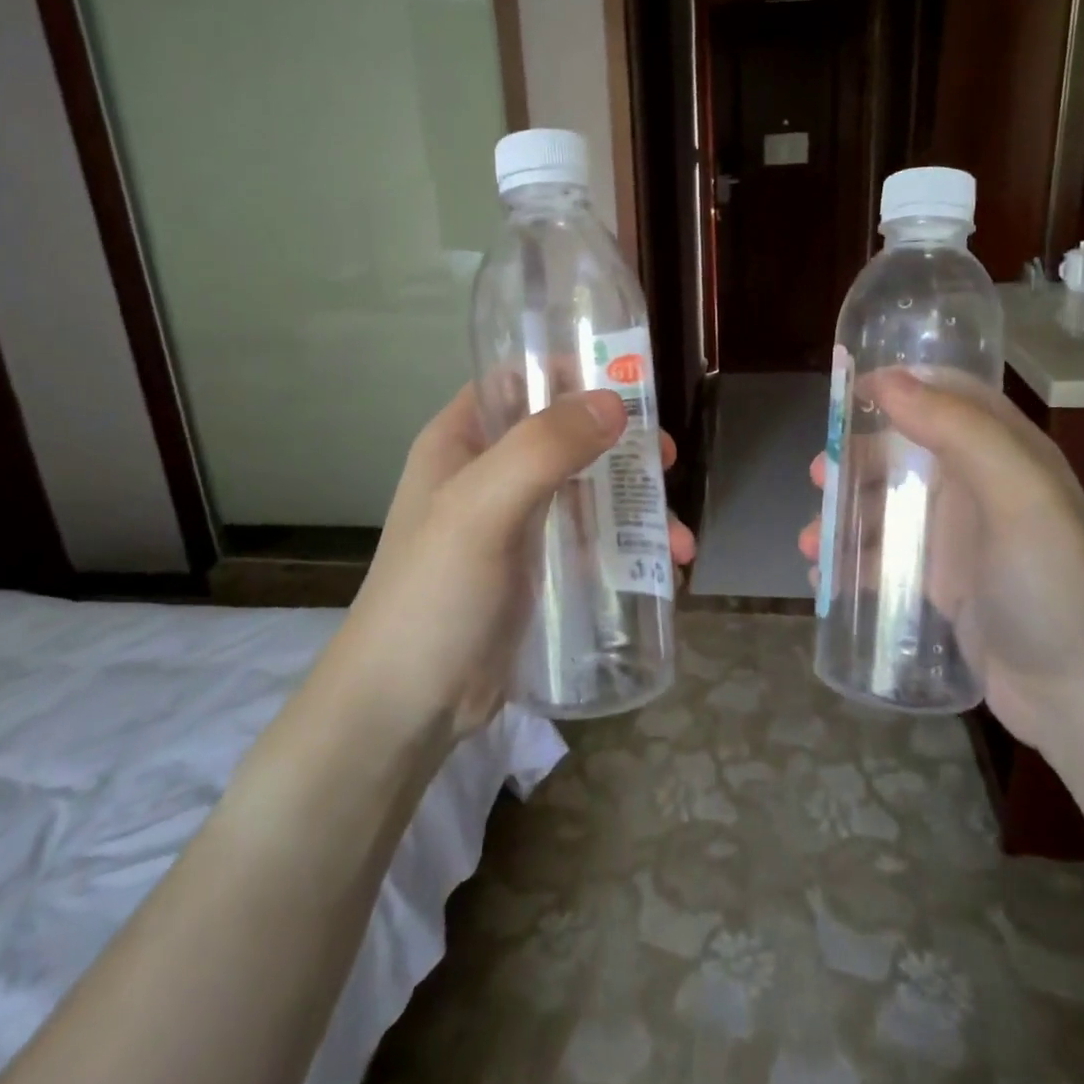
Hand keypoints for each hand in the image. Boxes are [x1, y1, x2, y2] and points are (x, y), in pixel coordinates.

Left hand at [331, 384, 695, 743]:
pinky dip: (628, 547)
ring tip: (679, 544)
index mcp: (461, 442)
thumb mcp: (480, 510)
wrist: (405, 709)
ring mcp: (515, 524)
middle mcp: (489, 474)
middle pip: (567, 436)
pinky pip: (591, 541)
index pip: (518, 381)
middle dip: (623, 447)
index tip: (630, 385)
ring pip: (588, 492)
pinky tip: (665, 570)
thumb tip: (615, 401)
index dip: (571, 373)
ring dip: (637, 507)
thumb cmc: (432, 596)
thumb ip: (543, 449)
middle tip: (668, 461)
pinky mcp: (537, 571)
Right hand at [799, 370, 1083, 747]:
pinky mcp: (940, 582)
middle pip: (903, 452)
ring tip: (810, 544)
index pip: (948, 395)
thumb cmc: (1049, 582)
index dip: (899, 386)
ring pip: (886, 506)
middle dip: (855, 460)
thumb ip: (956, 430)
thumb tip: (886, 381)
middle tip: (817, 477)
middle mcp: (978, 486)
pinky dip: (851, 562)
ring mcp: (957, 536)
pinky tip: (825, 579)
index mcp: (1004, 452)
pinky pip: (884, 558)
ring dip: (843, 516)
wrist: (1079, 694)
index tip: (845, 394)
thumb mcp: (1015, 493)